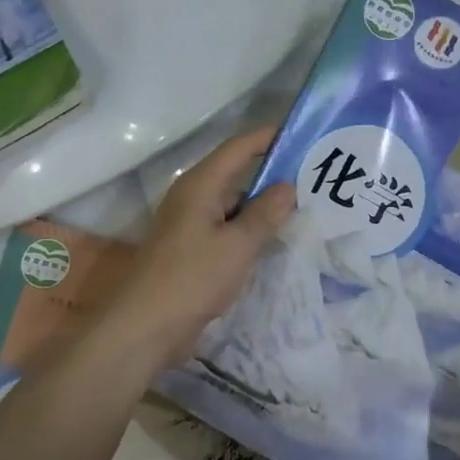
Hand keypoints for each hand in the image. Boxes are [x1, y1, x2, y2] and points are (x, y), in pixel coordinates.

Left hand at [105, 127, 295, 365]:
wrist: (145, 327)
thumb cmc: (191, 278)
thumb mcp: (236, 246)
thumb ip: (265, 214)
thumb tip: (289, 186)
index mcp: (200, 185)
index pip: (238, 148)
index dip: (268, 136)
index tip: (302, 131)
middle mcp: (193, 197)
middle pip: (237, 173)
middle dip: (273, 171)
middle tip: (315, 171)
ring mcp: (191, 224)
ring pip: (234, 203)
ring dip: (264, 203)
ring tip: (306, 203)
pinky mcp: (193, 249)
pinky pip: (228, 227)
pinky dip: (251, 227)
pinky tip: (277, 237)